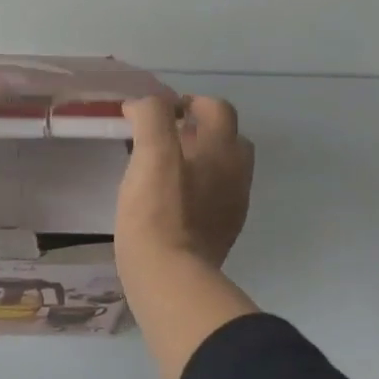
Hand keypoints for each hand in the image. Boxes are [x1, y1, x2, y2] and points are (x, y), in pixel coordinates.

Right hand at [116, 95, 253, 275]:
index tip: (155, 115)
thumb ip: (151, 118)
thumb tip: (142, 105)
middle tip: (161, 139)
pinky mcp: (221, 230)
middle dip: (197, 129)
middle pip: (226, 136)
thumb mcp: (150, 154)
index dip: (186, 102)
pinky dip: (195, 186)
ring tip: (161, 168)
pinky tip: (168, 198)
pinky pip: (213, 195)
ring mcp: (232, 204)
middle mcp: (236, 173)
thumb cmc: (157, 212)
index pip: (216, 108)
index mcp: (223, 150)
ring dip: (197, 158)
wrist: (169, 276)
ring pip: (221, 167)